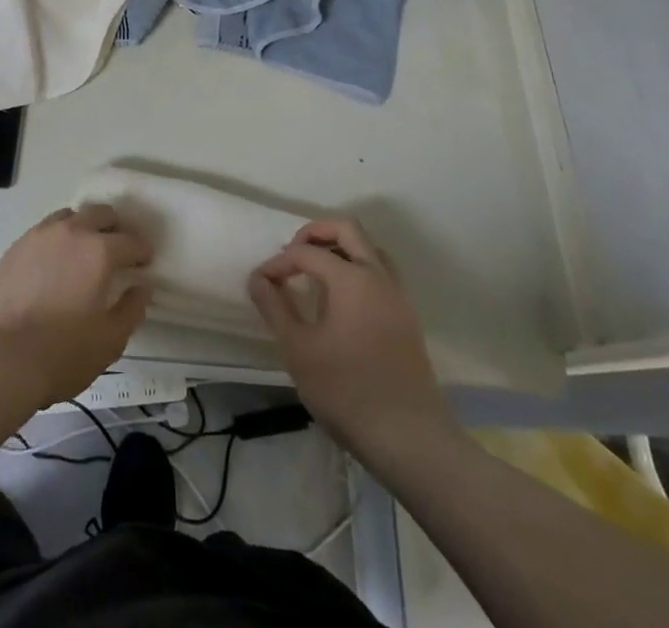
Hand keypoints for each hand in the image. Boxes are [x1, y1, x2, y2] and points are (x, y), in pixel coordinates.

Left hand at [0, 204, 151, 408]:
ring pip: (70, 216)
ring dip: (84, 227)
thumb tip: (142, 287)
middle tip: (117, 251)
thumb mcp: (110, 341)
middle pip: (101, 214)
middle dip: (115, 229)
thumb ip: (131, 310)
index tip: (144, 263)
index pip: (130, 241)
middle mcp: (72, 232)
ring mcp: (40, 235)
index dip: (142, 251)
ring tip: (83, 251)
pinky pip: (45, 230)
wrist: (0, 358)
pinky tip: (54, 262)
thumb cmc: (62, 353)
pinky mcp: (16, 246)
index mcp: (99, 251)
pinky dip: (57, 239)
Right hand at [249, 219, 454, 458]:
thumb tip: (258, 278)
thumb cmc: (347, 391)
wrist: (410, 439)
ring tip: (316, 273)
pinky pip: (380, 274)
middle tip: (293, 255)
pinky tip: (341, 301)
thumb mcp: (299, 350)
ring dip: (341, 249)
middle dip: (315, 233)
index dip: (279, 263)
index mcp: (351, 278)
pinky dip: (358, 270)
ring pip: (369, 249)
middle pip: (348, 229)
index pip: (306, 252)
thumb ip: (275, 308)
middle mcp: (378, 276)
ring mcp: (397, 296)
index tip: (261, 283)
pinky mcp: (406, 318)